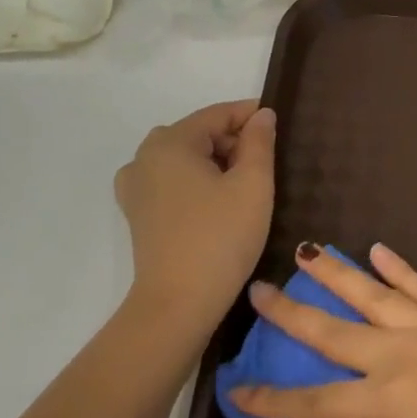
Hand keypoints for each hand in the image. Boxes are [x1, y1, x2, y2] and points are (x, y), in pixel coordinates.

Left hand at [117, 100, 274, 335]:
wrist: (179, 303)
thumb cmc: (221, 237)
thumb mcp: (253, 185)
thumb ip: (259, 142)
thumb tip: (262, 115)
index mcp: (170, 142)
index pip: (218, 114)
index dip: (251, 115)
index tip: (280, 125)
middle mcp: (144, 156)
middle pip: (199, 134)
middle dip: (234, 141)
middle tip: (268, 163)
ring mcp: (136, 186)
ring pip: (185, 158)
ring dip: (216, 163)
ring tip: (246, 185)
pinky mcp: (138, 213)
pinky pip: (172, 181)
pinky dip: (197, 182)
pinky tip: (218, 203)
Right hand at [228, 244, 416, 417]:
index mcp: (389, 401)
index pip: (315, 403)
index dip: (272, 402)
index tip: (235, 392)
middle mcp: (404, 353)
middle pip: (334, 331)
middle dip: (292, 312)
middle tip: (258, 289)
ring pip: (374, 294)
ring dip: (336, 273)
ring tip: (306, 252)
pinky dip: (399, 266)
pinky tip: (379, 249)